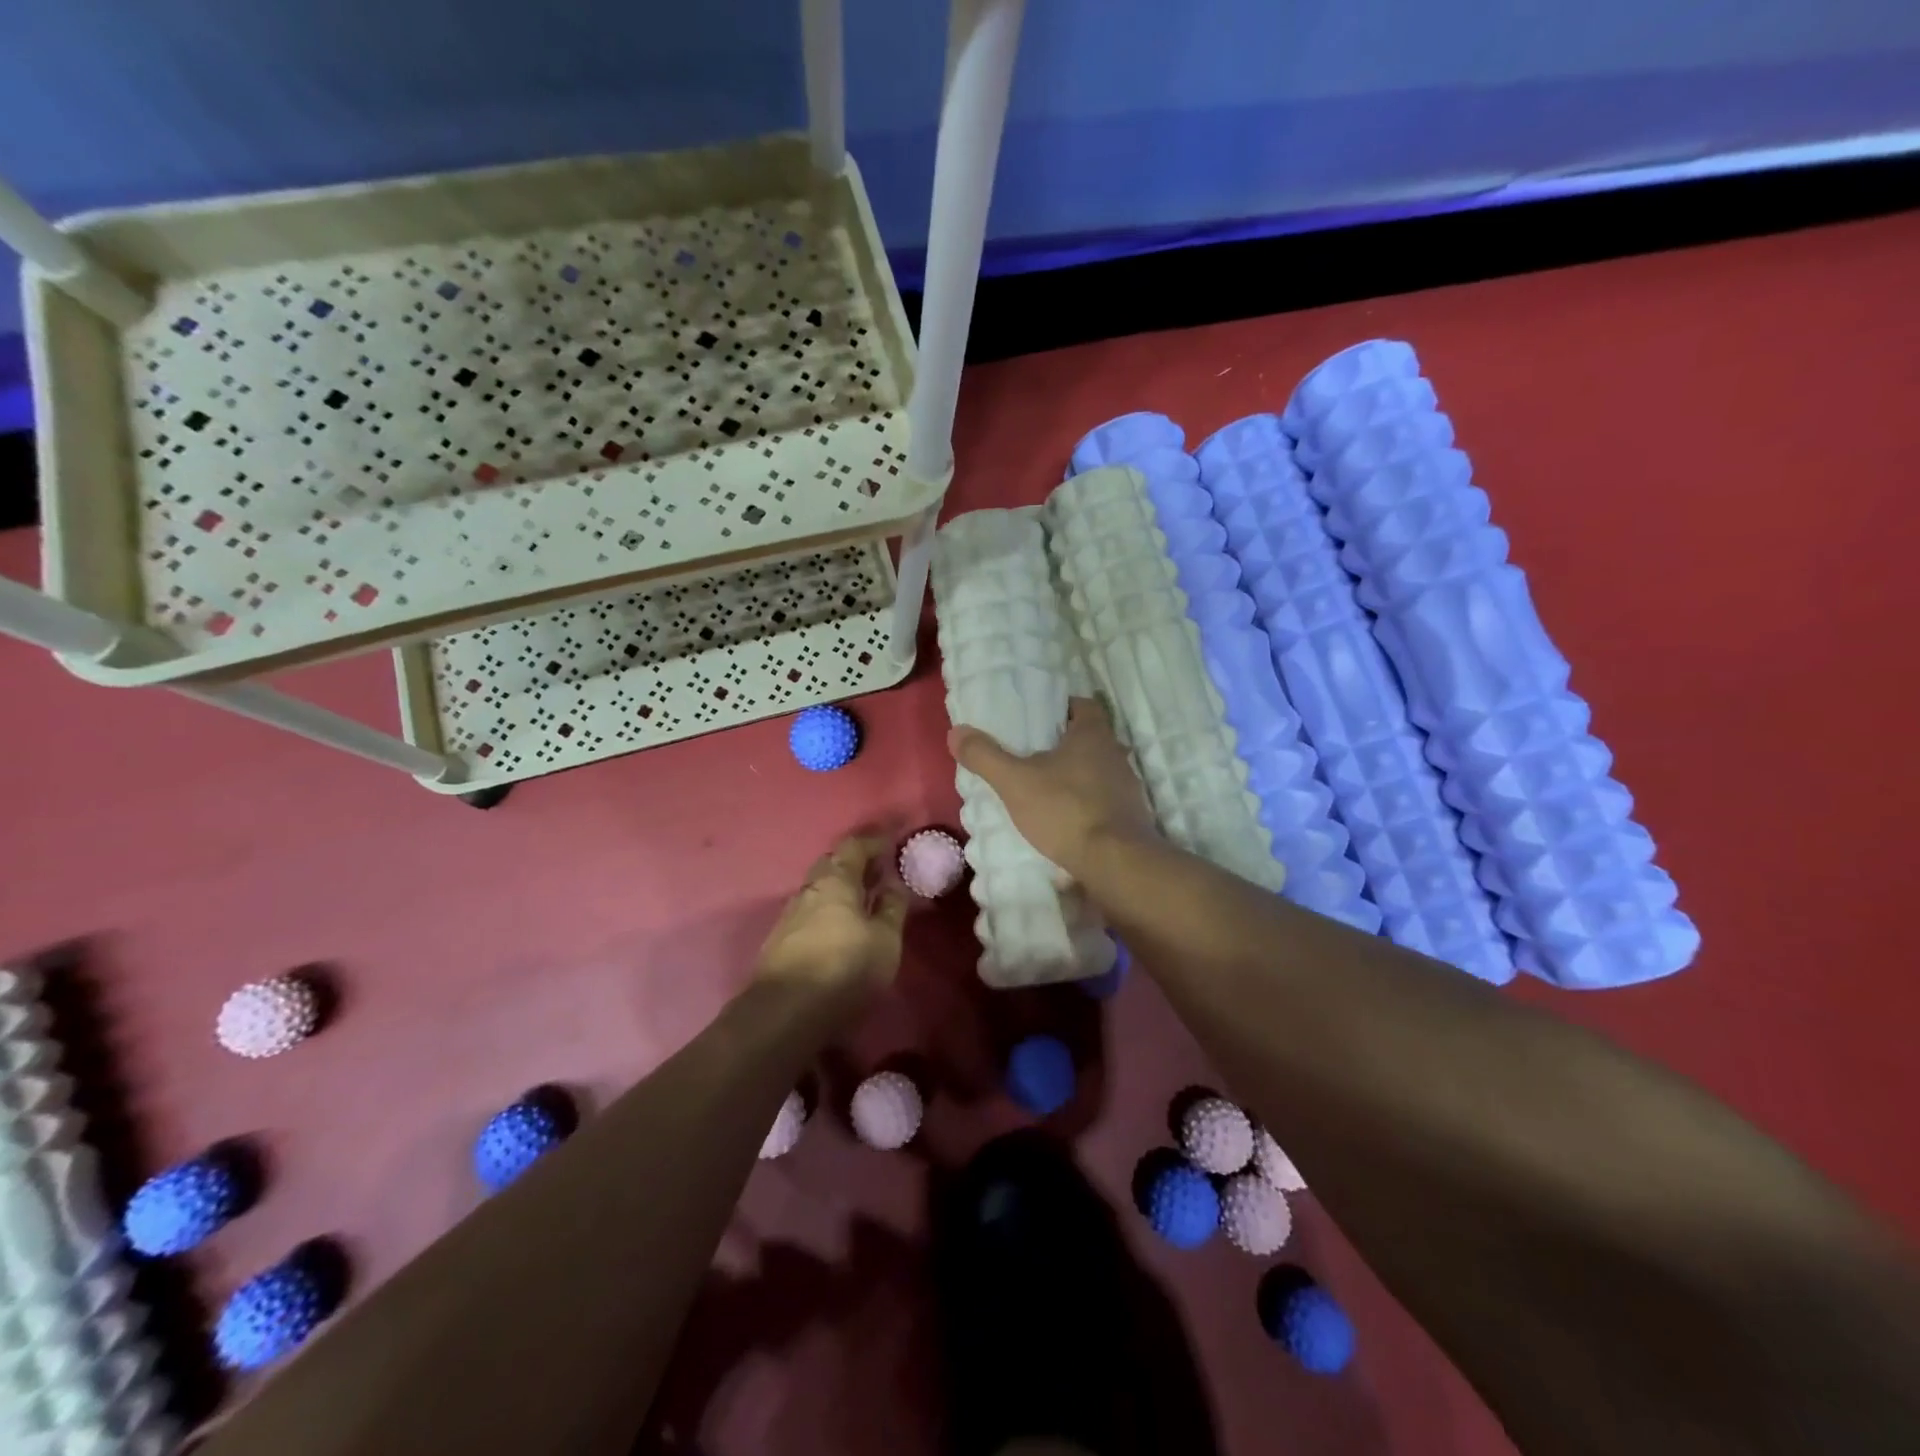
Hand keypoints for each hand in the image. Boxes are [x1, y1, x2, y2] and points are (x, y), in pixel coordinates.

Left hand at [756, 834, 907, 996]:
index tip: (892, 837)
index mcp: (836, 880)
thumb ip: (892, 909)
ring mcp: (789, 916)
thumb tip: (893, 885)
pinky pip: (809, 914)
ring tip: (862, 901)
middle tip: (877, 871)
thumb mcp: (885, 940)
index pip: (854, 846)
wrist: (786, 1013)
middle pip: (831, 865)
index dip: (874, 840)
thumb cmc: (845, 968)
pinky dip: (828, 912)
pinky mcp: (779, 942)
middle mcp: (809, 890)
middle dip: (854, 863)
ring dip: (839, 890)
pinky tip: (838, 928)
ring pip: (818, 891)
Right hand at [947, 697, 1157, 878]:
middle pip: (1090, 738)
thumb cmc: (1065, 810)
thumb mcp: (1015, 782)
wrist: (1114, 862)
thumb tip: (956, 732)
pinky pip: (1104, 799)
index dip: (1061, 708)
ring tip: (1045, 787)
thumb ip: (985, 756)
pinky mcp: (1131, 816)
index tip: (1038, 718)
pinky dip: (1086, 803)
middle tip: (1032, 753)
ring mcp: (1127, 786)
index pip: (1083, 705)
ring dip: (1076, 775)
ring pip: (1098, 770)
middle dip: (1063, 744)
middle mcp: (1116, 753)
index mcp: (1093, 734)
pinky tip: (1066, 818)